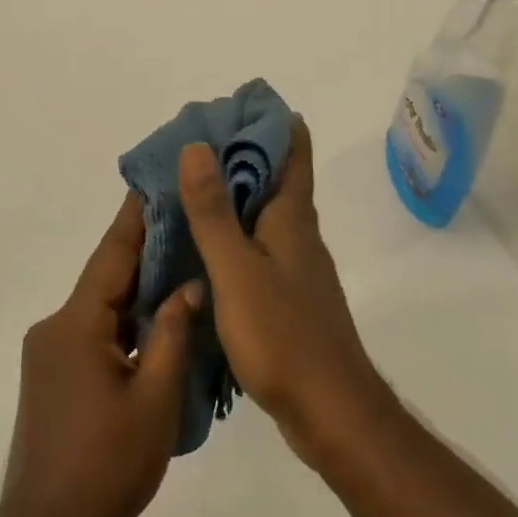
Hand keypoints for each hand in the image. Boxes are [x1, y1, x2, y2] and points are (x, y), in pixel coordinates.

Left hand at [0, 192, 198, 516]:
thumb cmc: (108, 465)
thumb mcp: (154, 398)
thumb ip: (171, 335)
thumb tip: (189, 287)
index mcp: (75, 324)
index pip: (112, 256)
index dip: (136, 219)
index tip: (156, 183)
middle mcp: (54, 328)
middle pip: (106, 279)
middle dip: (144, 253)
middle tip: (186, 221)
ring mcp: (49, 354)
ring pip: (101, 308)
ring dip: (136, 292)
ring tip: (182, 265)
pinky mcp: (52, 377)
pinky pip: (94, 333)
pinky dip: (123, 322)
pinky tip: (156, 321)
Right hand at [178, 120, 386, 463]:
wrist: (331, 413)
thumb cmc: (284, 336)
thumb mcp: (237, 270)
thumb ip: (214, 212)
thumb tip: (197, 146)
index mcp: (292, 217)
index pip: (292, 149)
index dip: (268, 120)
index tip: (232, 104)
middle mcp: (298, 234)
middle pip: (275, 177)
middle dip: (239, 154)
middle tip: (190, 144)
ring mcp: (296, 267)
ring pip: (263, 214)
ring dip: (232, 195)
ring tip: (187, 188)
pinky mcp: (288, 297)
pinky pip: (256, 248)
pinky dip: (231, 234)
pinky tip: (203, 248)